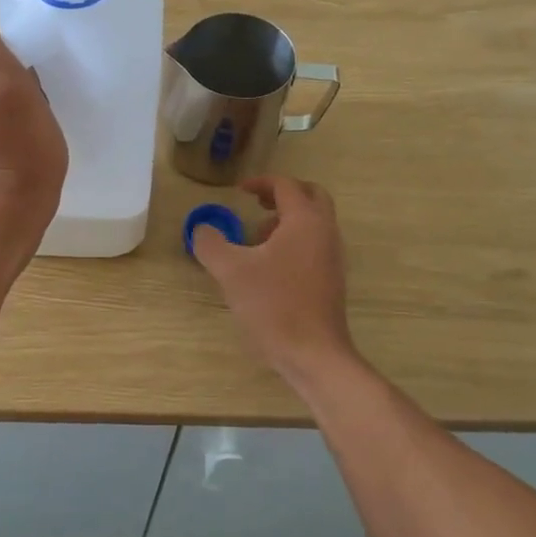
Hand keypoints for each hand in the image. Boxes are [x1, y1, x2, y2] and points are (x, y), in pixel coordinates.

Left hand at [0, 29, 66, 254]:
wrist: (8, 216)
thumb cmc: (20, 152)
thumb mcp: (12, 89)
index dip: (10, 64)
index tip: (25, 92)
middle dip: (6, 83)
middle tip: (27, 113)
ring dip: (6, 105)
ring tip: (22, 130)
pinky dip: (0, 125)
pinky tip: (13, 145)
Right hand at [192, 176, 356, 381]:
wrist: (313, 353)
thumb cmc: (274, 305)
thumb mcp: (231, 271)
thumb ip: (211, 243)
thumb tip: (202, 229)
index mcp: (305, 221)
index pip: (286, 185)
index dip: (261, 182)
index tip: (239, 192)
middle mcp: (325, 232)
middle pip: (310, 196)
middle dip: (282, 195)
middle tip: (256, 204)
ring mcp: (333, 257)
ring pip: (314, 222)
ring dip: (287, 220)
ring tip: (256, 239)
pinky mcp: (332, 279)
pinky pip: (315, 244)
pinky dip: (294, 241)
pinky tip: (269, 267)